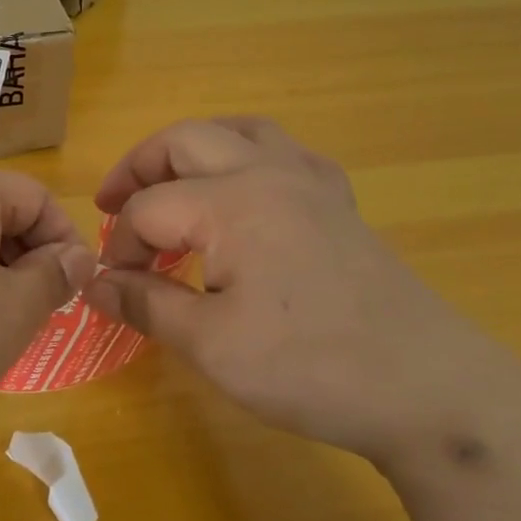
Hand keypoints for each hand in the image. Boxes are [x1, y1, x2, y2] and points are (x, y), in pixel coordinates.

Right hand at [86, 117, 520, 469]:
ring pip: (239, 131)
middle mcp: (268, 173)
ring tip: (170, 181)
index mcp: (231, 202)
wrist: (429, 390)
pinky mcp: (339, 204)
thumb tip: (92, 284)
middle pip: (185, 141)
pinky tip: (245, 191)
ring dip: (193, 148)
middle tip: (111, 206)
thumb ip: (145, 304)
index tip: (110, 286)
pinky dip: (248, 157)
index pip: (148, 209)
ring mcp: (311, 183)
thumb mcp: (211, 345)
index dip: (117, 246)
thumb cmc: (310, 367)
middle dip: (139, 168)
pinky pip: (285, 154)